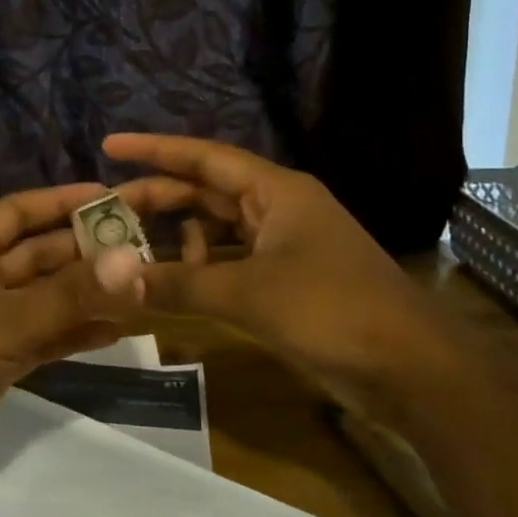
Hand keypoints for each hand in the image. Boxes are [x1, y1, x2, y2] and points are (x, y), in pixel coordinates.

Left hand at [0, 183, 147, 494]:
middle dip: (85, 252)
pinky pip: (42, 337)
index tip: (111, 195)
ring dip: (85, 295)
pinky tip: (115, 332)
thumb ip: (67, 295)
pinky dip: (73, 333)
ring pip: (44, 298)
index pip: (19, 211)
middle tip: (143, 249)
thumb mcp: (0, 324)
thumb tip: (133, 261)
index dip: (62, 201)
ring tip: (141, 290)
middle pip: (37, 254)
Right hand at [106, 134, 464, 414]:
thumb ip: (178, 284)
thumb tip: (111, 278)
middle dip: (157, 200)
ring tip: (133, 252)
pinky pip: (231, 262)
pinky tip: (174, 285)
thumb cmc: (332, 311)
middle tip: (105, 211)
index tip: (110, 146)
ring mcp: (286, 246)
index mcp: (276, 192)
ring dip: (177, 238)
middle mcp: (280, 209)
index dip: (155, 150)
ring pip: (218, 229)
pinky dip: (201, 269)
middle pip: (206, 193)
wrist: (412, 370)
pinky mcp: (289, 281)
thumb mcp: (248, 294)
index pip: (204, 158)